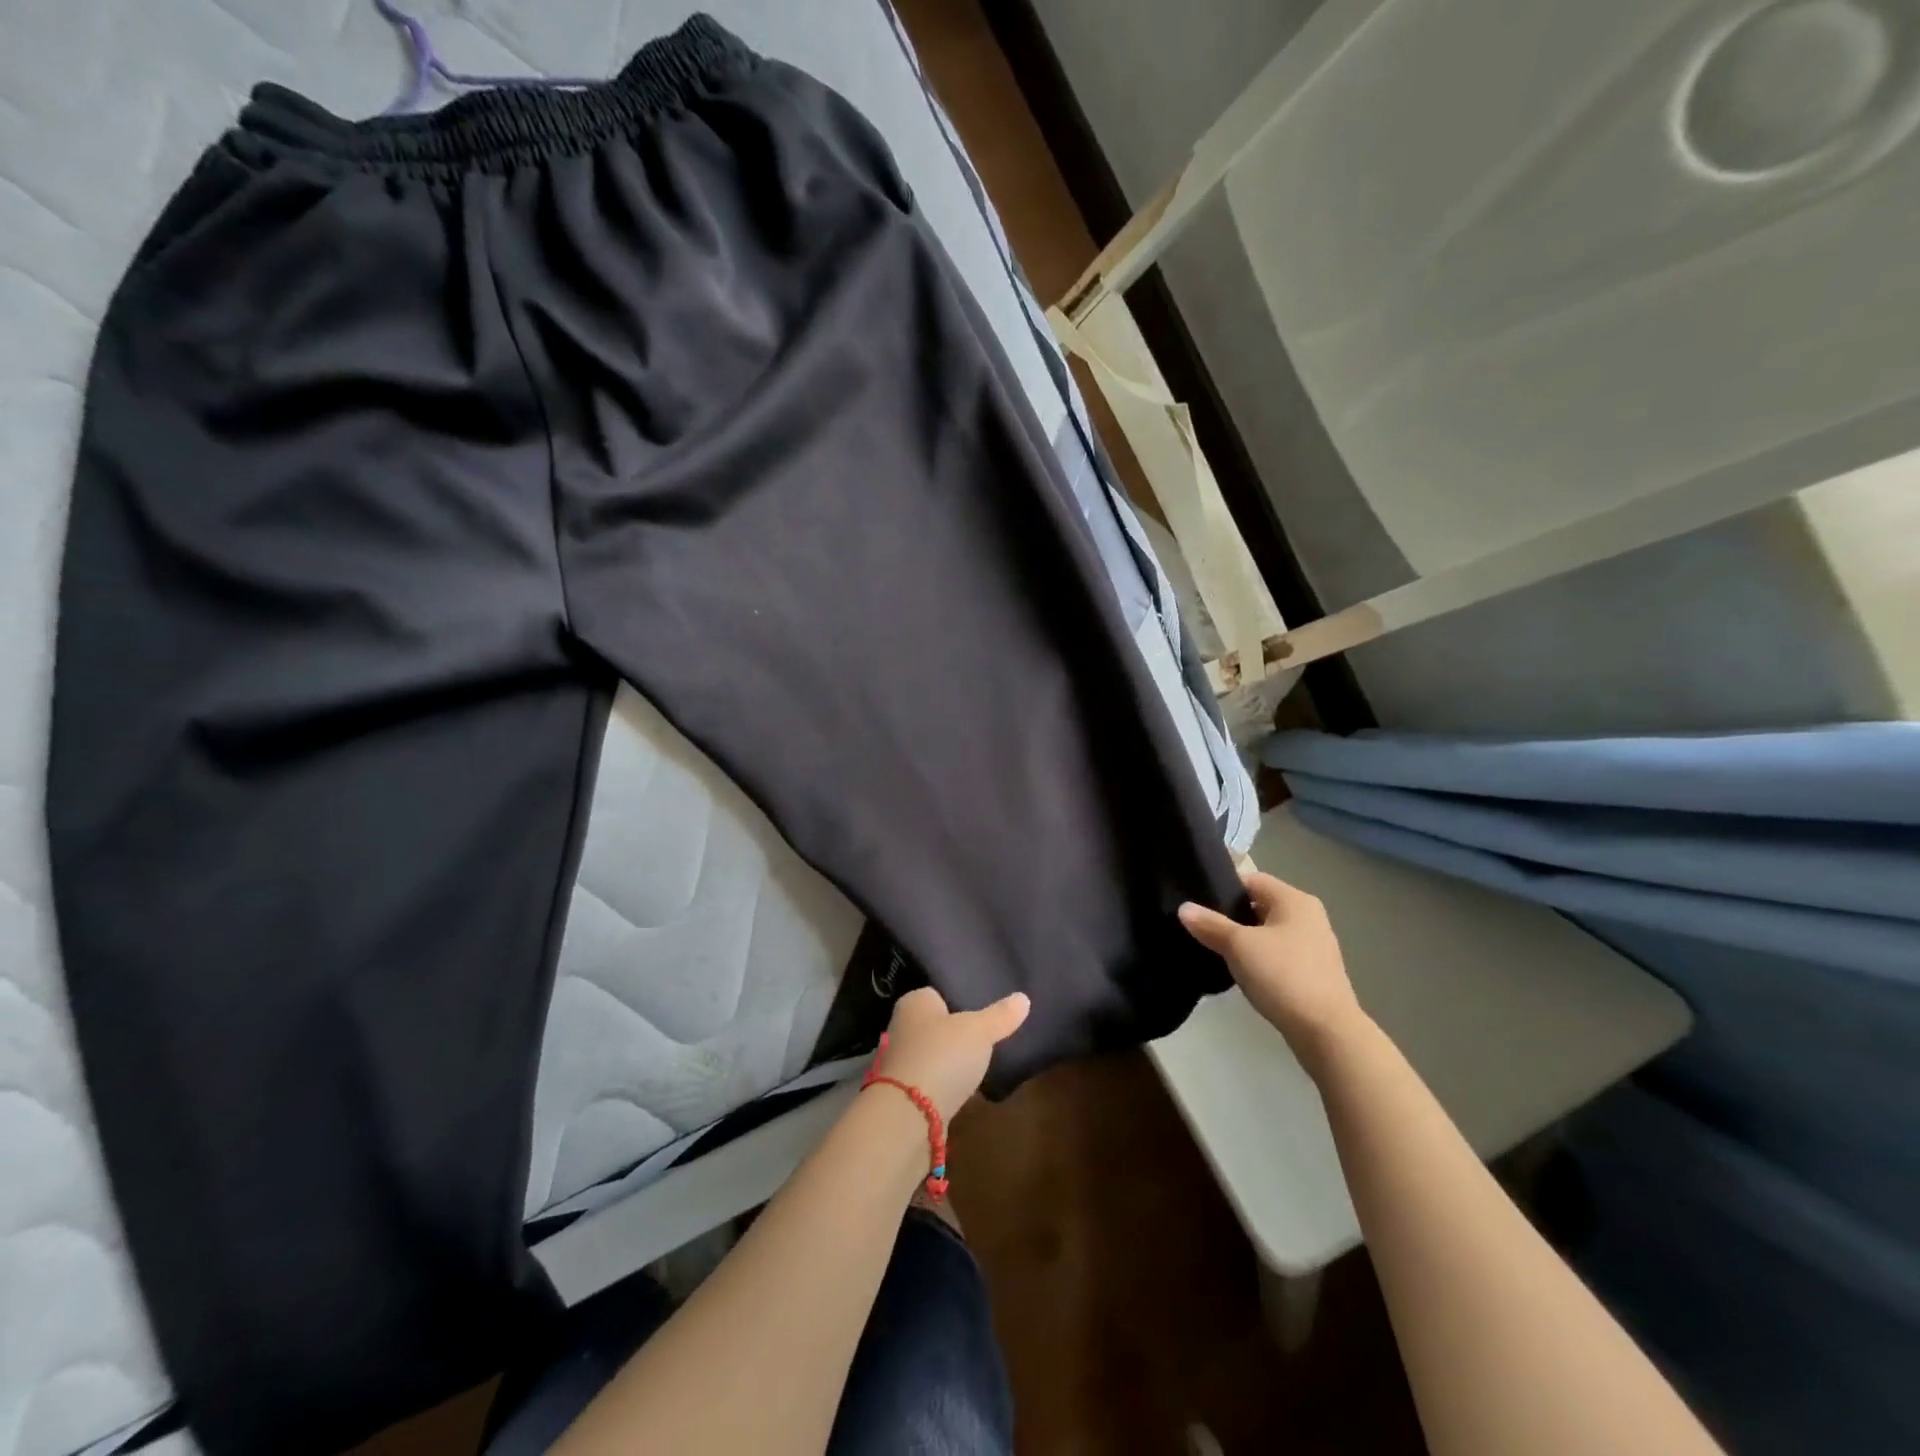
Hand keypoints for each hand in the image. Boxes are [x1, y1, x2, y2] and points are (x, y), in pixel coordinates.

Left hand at [872, 986, 1030, 1120]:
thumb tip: (1023, 998)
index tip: (986, 1006)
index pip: (939, 992)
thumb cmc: (942, 1056)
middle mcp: (903, 1026)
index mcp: (914, 1002)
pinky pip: (935, 1078)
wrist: (909, 1115)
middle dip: (959, 1030)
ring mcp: (903, 1061)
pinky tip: (969, 1087)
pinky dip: (949, 1082)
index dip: (962, 998)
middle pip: (938, 1023)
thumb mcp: (979, 1031)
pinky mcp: (907, 1092)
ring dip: (954, 1059)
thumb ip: (1000, 1016)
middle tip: (990, 1034)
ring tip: (984, 1061)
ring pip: (936, 1052)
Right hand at [1179, 870, 1368, 1077]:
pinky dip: (1260, 959)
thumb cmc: (1283, 976)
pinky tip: (1242, 973)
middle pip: (1259, 905)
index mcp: (1294, 900)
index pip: (1251, 879)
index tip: (1198, 906)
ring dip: (1245, 940)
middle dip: (1231, 916)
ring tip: (1217, 952)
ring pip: (1268, 932)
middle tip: (1202, 929)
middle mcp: (1308, 916)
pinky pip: (1278, 954)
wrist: (1326, 1031)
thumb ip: (1210, 924)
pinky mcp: (1314, 971)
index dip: (1223, 889)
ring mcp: (1314, 945)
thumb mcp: (1238, 946)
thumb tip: (1184, 907)